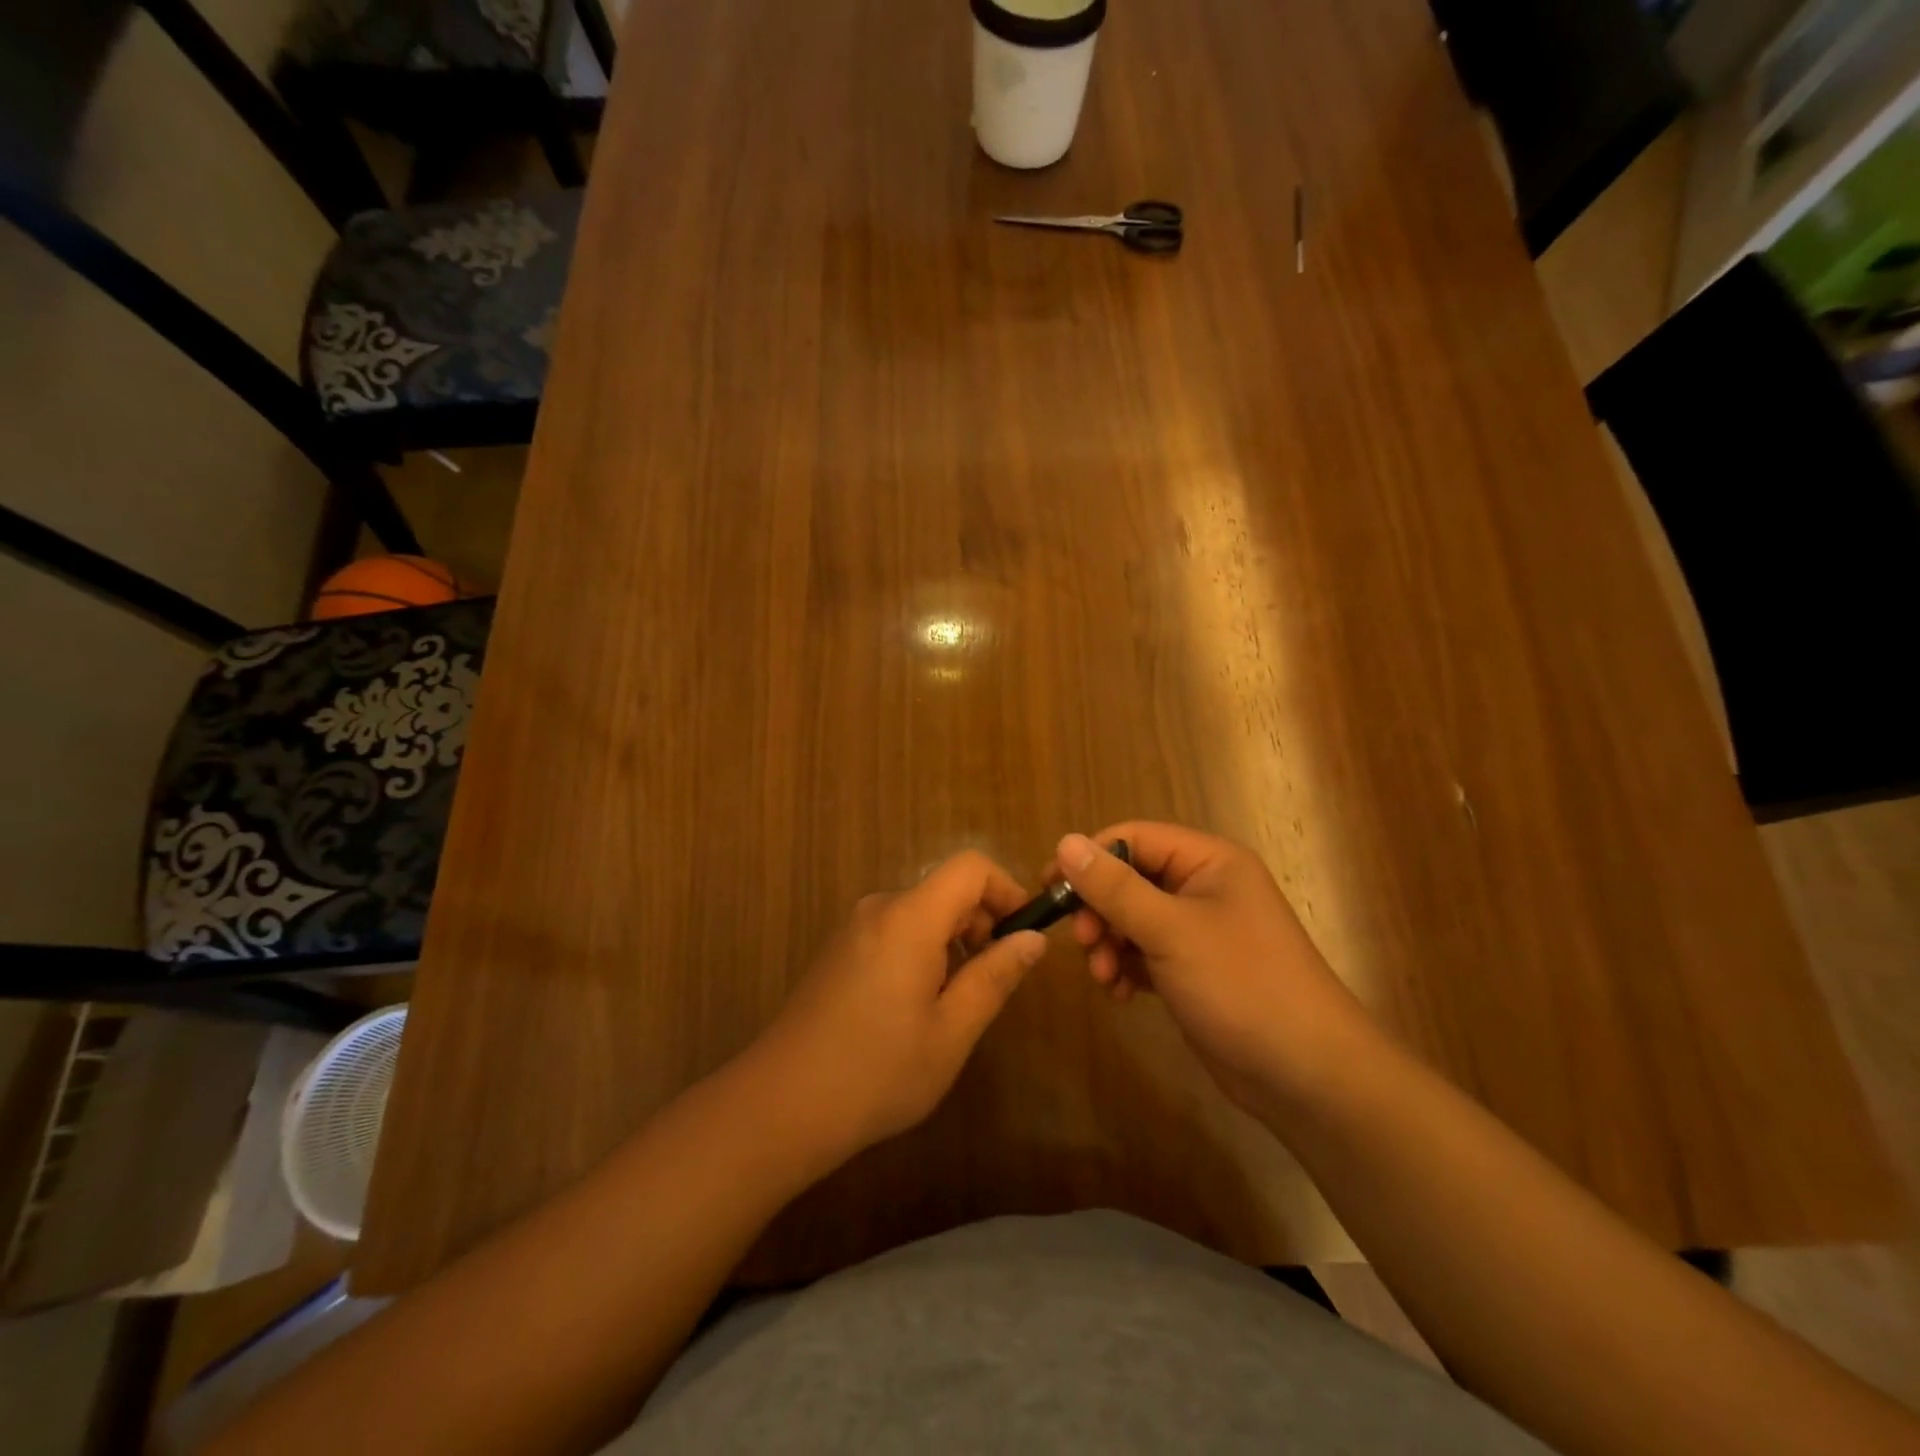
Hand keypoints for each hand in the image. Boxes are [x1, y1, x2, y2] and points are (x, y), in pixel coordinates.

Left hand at [753, 851, 1046, 1160]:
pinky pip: (895, 931)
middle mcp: (879, 909)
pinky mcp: (838, 950)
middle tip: (992, 984)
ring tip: (953, 1005)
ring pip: (921, 914)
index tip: (1022, 936)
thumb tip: (1032, 938)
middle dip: (981, 924)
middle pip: (946, 890)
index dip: (1006, 890)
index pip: (970, 867)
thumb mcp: (951, 1031)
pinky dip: (922, 952)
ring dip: (952, 944)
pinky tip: (915, 1010)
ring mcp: (853, 929)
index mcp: (909, 918)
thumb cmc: (877, 1071)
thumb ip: (995, 977)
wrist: (780, 1105)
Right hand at [1058, 824, 1373, 1111]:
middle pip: (1129, 879)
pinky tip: (1118, 993)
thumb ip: (1114, 887)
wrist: (1306, 1074)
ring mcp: (1199, 931)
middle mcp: (1203, 888)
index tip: (1051, 889)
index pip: (1133, 838)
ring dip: (1108, 943)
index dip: (1090, 858)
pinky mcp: (1192, 970)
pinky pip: (1143, 954)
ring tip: (1102, 977)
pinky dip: (1124, 968)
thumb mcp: (1171, 931)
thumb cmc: (1242, 985)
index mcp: (1208, 861)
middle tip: (1082, 942)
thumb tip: (1064, 842)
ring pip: (1132, 920)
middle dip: (1099, 910)